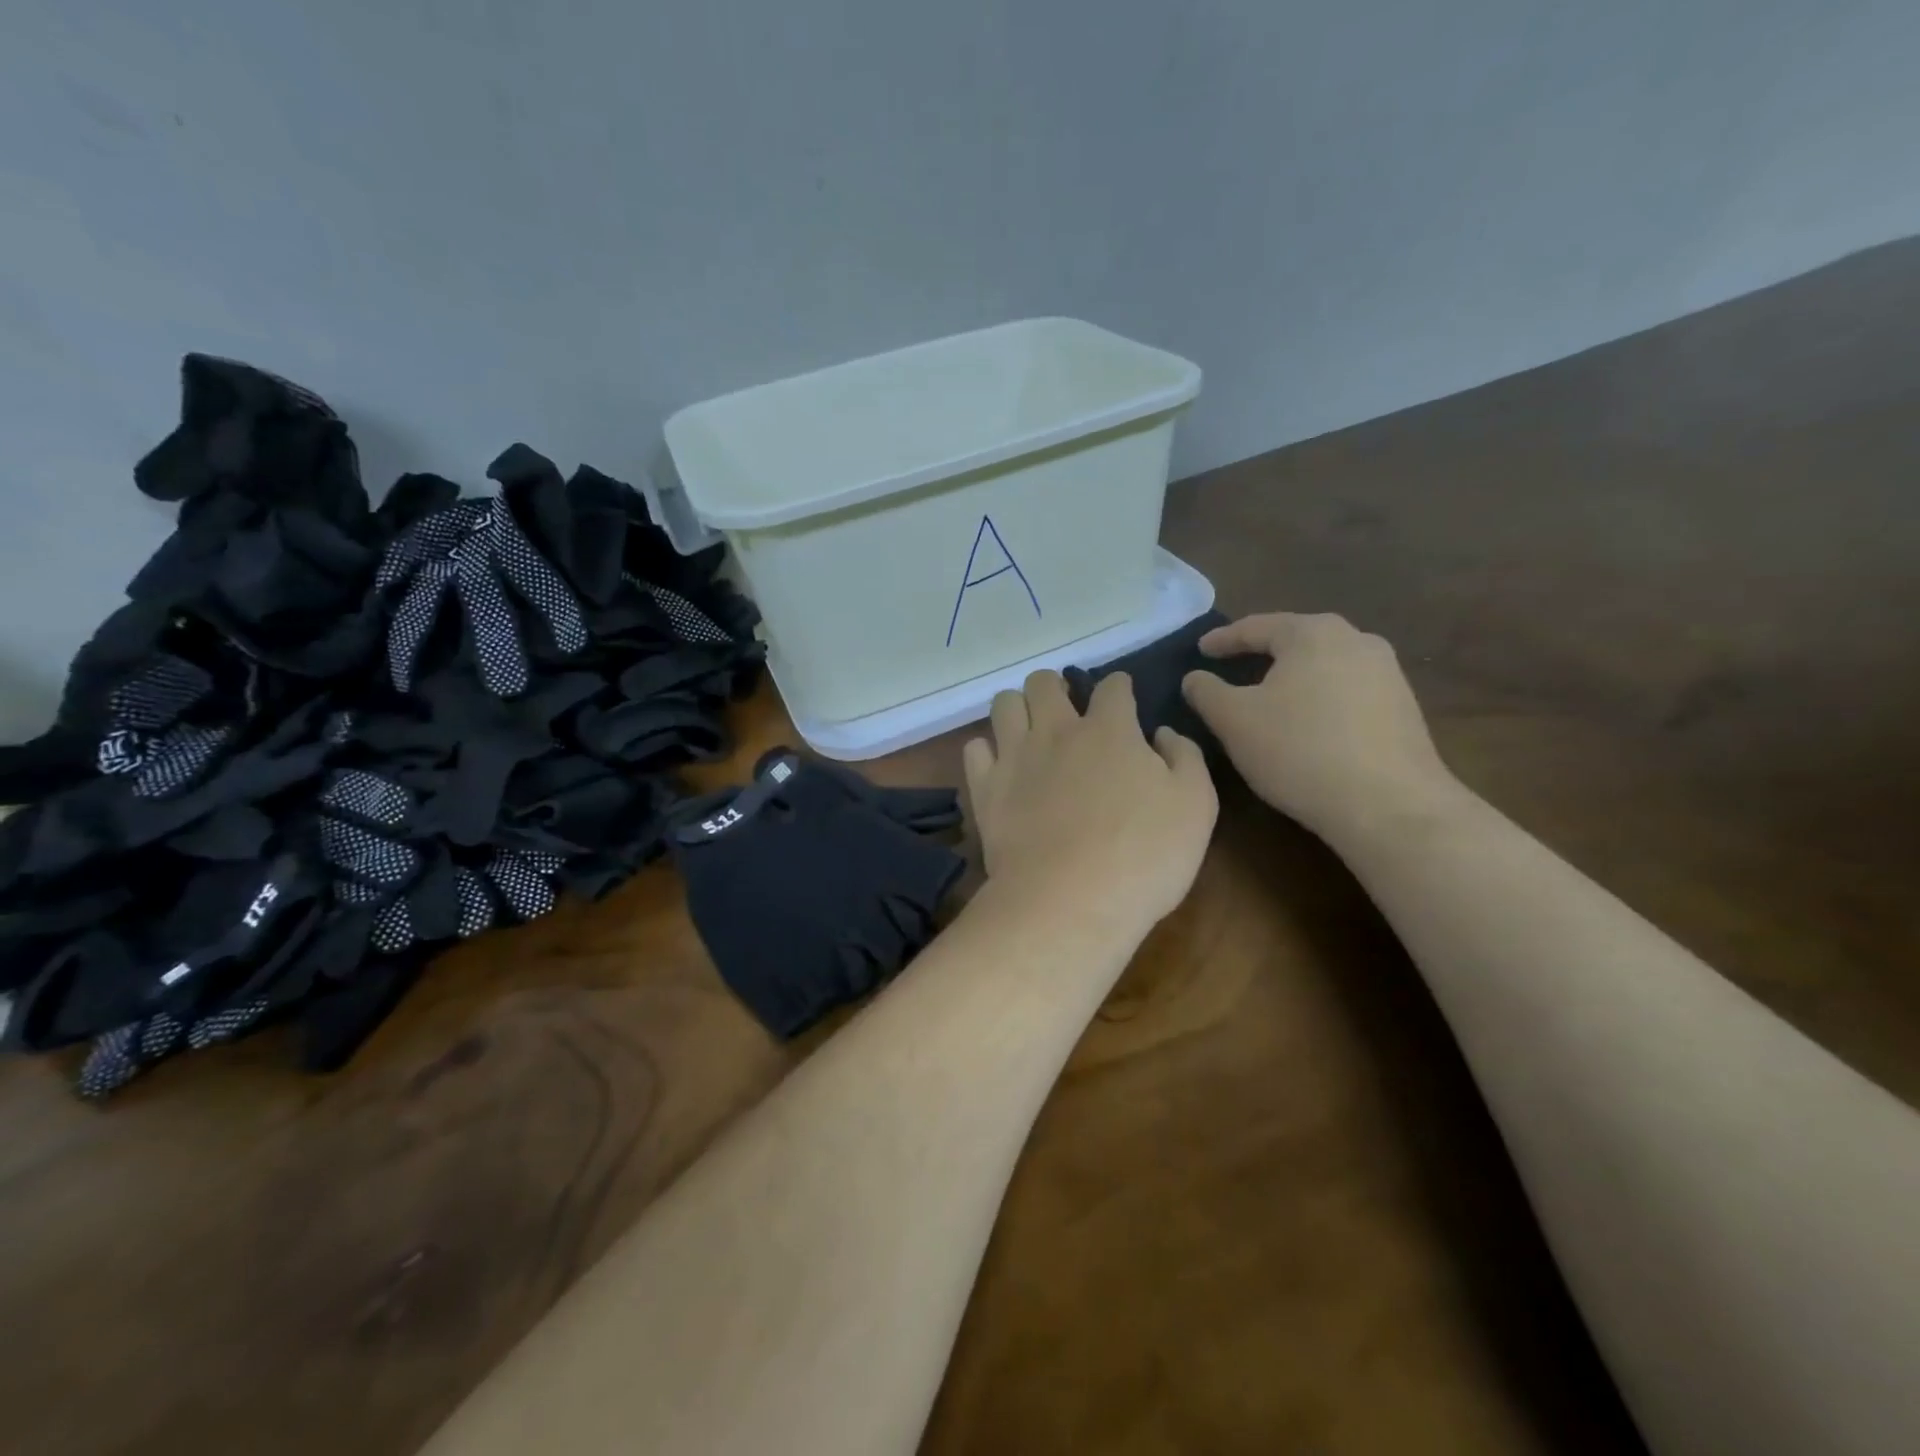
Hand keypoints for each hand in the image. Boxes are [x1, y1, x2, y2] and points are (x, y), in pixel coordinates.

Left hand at [963, 670, 1217, 935]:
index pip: (1112, 687)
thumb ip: (1184, 758)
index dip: (1119, 686)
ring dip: (1018, 708)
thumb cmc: (1143, 856)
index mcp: (1110, 730)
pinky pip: (975, 749)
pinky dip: (987, 750)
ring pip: (1004, 704)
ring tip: (1029, 730)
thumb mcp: (1196, 806)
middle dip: (1056, 686)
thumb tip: (1163, 733)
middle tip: (1067, 710)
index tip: (1122, 696)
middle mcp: (1056, 731)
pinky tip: (1000, 766)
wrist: (1069, 901)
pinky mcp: (985, 788)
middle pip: (1044, 682)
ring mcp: (1015, 757)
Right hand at [1181, 613, 1454, 838]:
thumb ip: (1206, 692)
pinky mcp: (1403, 707)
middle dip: (1262, 651)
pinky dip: (1319, 697)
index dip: (1223, 639)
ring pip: (1325, 664)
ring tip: (1268, 694)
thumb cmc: (1299, 751)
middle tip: (1233, 665)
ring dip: (1293, 675)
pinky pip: (1347, 690)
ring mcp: (1387, 673)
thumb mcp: (1234, 721)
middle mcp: (1356, 640)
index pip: (1257, 626)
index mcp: (1313, 633)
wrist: (1389, 805)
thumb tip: (1194, 677)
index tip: (1200, 650)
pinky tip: (1307, 722)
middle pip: (1297, 639)